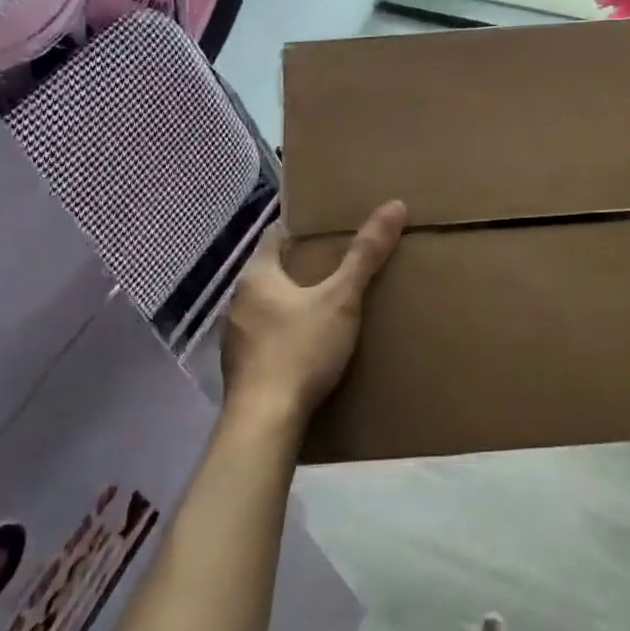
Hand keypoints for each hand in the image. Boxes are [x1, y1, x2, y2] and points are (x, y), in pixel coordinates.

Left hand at [219, 202, 405, 426]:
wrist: (264, 424)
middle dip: (302, 267)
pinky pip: (265, 337)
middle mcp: (237, 301)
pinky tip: (308, 344)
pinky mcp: (240, 370)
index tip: (331, 226)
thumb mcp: (341, 299)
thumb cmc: (300, 350)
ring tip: (327, 304)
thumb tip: (395, 205)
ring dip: (292, 302)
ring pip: (267, 306)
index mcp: (256, 276)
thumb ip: (366, 255)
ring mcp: (234, 339)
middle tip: (339, 263)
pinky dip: (285, 333)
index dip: (303, 228)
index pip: (277, 235)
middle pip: (273, 271)